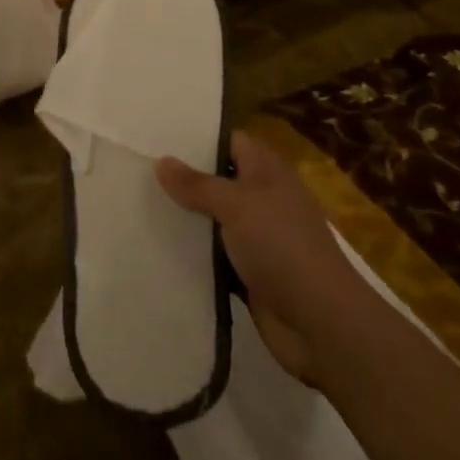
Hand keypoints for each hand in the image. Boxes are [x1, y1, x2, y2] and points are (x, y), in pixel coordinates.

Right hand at [157, 132, 357, 385]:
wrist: (322, 323)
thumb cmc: (282, 247)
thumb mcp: (237, 205)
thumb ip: (197, 184)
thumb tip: (162, 161)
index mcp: (267, 171)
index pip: (230, 141)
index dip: (197, 138)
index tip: (158, 137)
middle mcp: (263, 198)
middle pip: (217, 179)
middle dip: (183, 179)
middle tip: (138, 171)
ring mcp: (257, 237)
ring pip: (213, 219)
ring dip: (185, 218)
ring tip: (139, 205)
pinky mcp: (249, 272)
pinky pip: (214, 254)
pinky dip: (193, 253)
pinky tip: (158, 246)